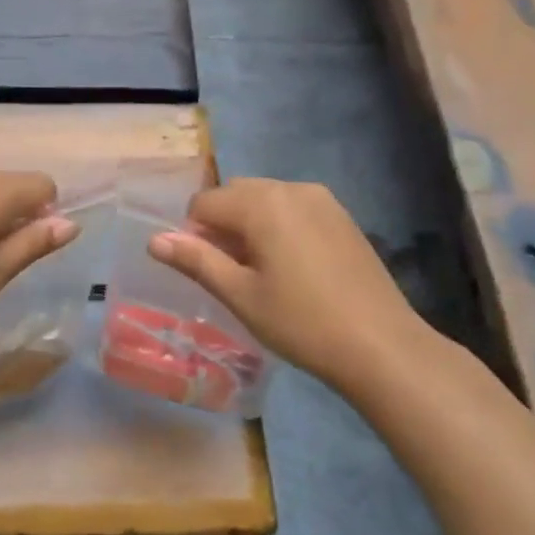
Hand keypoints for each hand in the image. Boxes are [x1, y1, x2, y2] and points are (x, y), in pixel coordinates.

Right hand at [147, 178, 434, 393]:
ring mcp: (322, 200)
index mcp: (262, 203)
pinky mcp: (342, 217)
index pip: (204, 203)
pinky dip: (278, 227)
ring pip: (265, 200)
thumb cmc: (301, 322)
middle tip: (230, 273)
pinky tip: (291, 268)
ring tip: (260, 272)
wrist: (381, 346)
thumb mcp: (240, 295)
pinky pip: (293, 209)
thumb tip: (154, 240)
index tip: (207, 271)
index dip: (194, 234)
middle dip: (221, 225)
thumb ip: (196, 260)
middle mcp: (291, 188)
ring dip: (249, 225)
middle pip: (235, 194)